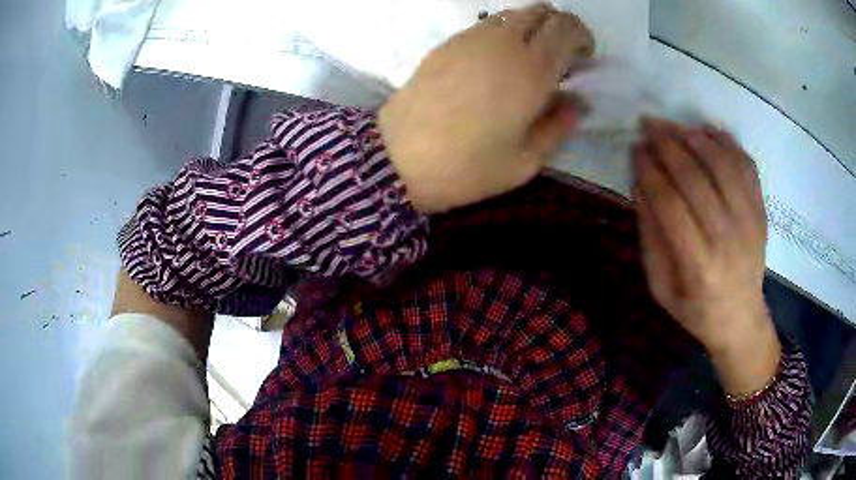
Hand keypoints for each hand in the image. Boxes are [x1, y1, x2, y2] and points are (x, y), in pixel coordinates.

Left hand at [379, 3, 593, 213]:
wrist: (398, 159)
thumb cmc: (467, 167)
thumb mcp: (525, 162)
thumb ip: (558, 126)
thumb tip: (576, 102)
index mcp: (532, 71)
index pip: (567, 28)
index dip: (581, 37)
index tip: (582, 58)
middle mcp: (504, 43)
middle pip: (541, 11)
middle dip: (558, 27)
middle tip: (558, 57)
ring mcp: (471, 38)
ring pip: (512, 13)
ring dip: (530, 27)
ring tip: (527, 58)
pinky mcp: (447, 43)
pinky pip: (485, 24)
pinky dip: (502, 32)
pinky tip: (494, 61)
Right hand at [633, 118, 780, 395]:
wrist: (741, 319)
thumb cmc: (695, 309)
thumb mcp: (660, 286)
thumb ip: (651, 236)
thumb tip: (640, 183)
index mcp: (698, 266)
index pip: (670, 204)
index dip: (649, 170)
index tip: (634, 149)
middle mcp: (728, 240)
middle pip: (696, 178)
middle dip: (667, 145)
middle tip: (648, 125)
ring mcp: (750, 222)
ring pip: (723, 164)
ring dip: (695, 137)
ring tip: (674, 126)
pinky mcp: (762, 211)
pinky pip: (746, 165)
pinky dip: (726, 142)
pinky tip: (706, 132)